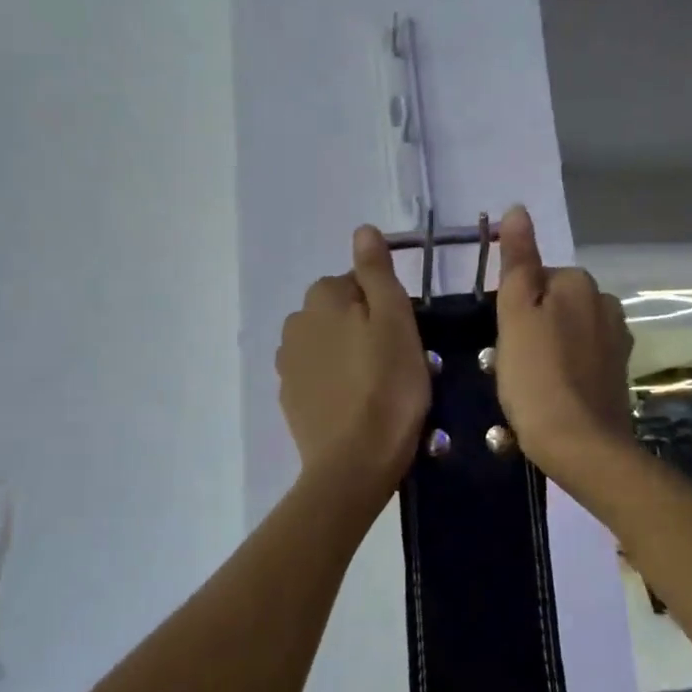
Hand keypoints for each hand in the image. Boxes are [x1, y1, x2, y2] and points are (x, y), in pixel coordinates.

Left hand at [277, 227, 431, 495]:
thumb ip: (377, 272)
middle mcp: (295, 323)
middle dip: (363, 327)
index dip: (385, 306)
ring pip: (327, 343)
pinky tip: (354, 404)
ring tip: (376, 386)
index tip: (404, 337)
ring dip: (347, 354)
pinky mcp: (289, 397)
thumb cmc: (387, 386)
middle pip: (339, 312)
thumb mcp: (395, 320)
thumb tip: (363, 230)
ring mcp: (287, 363)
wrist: (354, 462)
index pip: (357, 283)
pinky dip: (334, 381)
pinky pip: (316, 375)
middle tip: (395, 361)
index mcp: (322, 297)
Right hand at [492, 206, 634, 482]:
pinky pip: (582, 359)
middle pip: (555, 303)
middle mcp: (606, 305)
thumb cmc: (537, 377)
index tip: (502, 338)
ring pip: (568, 331)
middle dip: (533, 325)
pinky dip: (566, 370)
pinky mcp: (618, 375)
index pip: (537, 277)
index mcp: (580, 285)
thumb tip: (517, 210)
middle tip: (511, 362)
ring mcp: (617, 342)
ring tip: (529, 382)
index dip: (514, 306)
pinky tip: (552, 394)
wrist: (581, 446)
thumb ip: (518, 262)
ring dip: (548, 348)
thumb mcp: (515, 314)